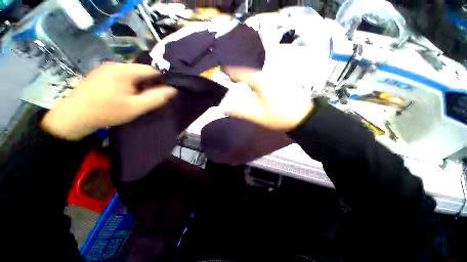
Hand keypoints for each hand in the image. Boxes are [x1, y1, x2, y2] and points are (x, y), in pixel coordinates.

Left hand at [41, 63, 176, 140]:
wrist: (73, 117)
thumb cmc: (107, 112)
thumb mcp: (136, 107)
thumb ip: (156, 98)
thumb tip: (173, 90)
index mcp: (124, 71)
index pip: (151, 69)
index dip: (160, 80)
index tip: (162, 92)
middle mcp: (114, 64)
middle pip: (140, 71)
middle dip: (148, 83)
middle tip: (148, 97)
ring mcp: (105, 68)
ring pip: (131, 73)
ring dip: (138, 83)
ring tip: (136, 97)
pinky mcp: (99, 73)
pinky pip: (120, 75)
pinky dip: (127, 83)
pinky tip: (123, 94)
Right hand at [224, 67, 313, 130]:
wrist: (302, 116)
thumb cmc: (279, 116)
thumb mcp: (258, 116)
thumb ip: (241, 112)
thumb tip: (224, 109)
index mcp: (261, 83)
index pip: (243, 74)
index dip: (232, 72)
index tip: (222, 71)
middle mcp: (267, 77)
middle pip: (249, 72)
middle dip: (238, 74)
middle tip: (228, 76)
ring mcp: (274, 79)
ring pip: (256, 75)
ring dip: (246, 76)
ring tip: (237, 79)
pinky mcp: (278, 83)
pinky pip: (262, 78)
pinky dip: (254, 79)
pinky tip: (251, 84)